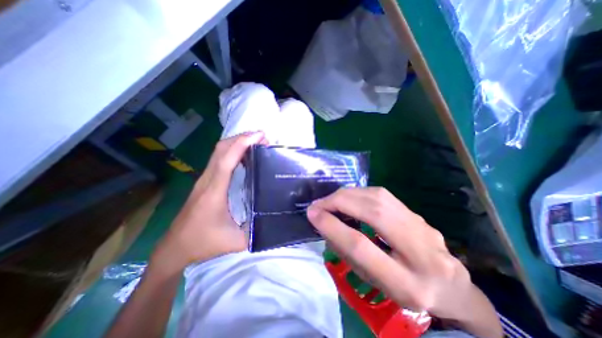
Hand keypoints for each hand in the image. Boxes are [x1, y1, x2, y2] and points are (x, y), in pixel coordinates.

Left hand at [151, 131, 263, 272]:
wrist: (175, 247)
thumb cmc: (204, 243)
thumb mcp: (236, 241)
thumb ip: (257, 230)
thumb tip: (275, 219)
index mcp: (215, 191)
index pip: (227, 160)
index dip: (242, 144)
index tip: (260, 135)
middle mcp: (208, 180)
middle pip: (221, 149)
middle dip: (242, 138)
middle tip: (263, 138)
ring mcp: (204, 179)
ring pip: (219, 152)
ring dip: (237, 142)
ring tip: (256, 142)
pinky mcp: (205, 181)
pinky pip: (219, 159)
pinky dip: (232, 151)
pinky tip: (244, 155)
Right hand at [310, 188, 475, 318]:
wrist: (450, 286)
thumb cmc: (404, 291)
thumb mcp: (374, 282)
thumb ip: (349, 253)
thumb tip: (326, 223)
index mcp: (406, 284)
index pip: (361, 246)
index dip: (333, 226)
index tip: (312, 214)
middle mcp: (420, 252)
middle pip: (373, 213)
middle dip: (339, 203)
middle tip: (318, 204)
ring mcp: (423, 227)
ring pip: (378, 198)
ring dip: (348, 195)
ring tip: (330, 200)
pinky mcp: (417, 213)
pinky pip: (383, 195)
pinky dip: (359, 193)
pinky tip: (348, 197)